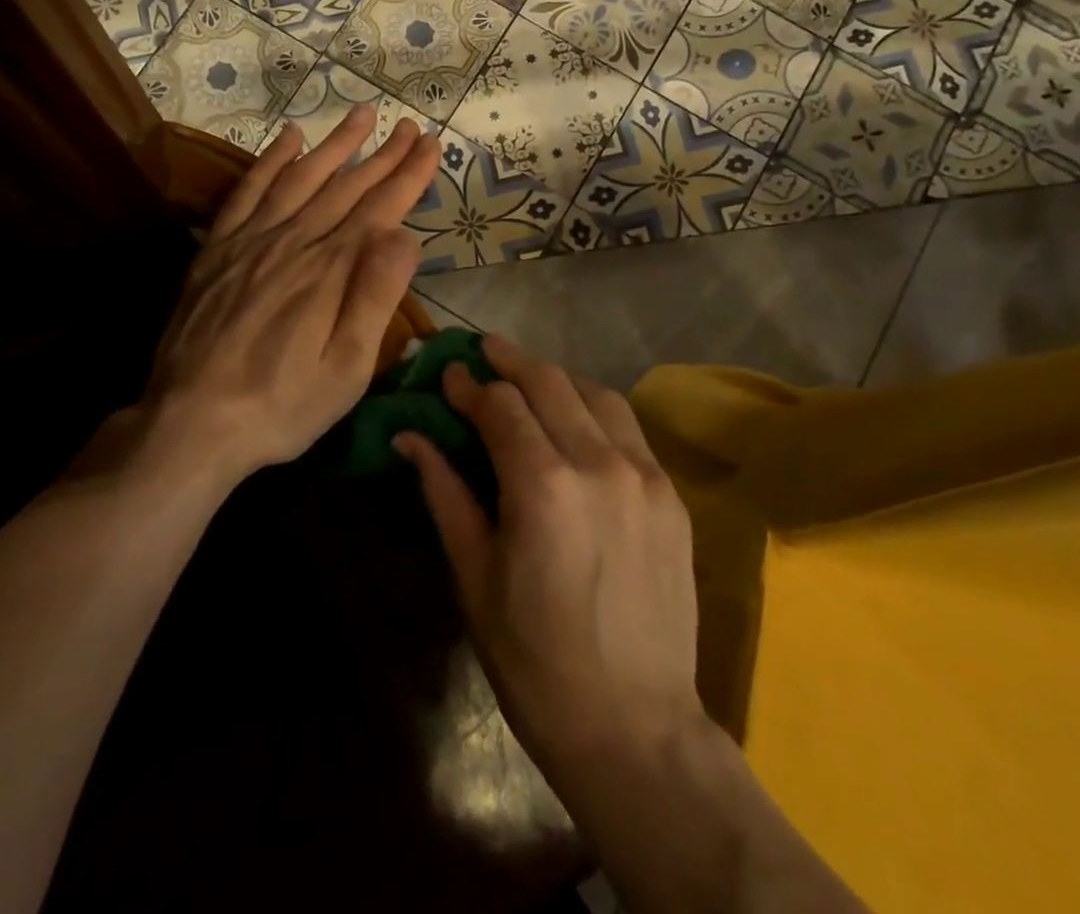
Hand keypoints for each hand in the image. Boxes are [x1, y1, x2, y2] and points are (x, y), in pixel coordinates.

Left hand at [136, 106, 440, 486]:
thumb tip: (405, 235)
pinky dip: (270, 161)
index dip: (409, 175)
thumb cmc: (282, 406)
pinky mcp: (218, 249)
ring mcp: (251, 241)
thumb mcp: (347, 369)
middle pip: (346, 187)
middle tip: (411, 125)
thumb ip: (375, 297)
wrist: (191, 423)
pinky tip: (289, 137)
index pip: (381, 209)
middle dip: (383, 154)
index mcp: (331, 271)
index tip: (432, 146)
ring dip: (335, 145)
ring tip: (362, 114)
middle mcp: (294, 242)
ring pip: (301, 178)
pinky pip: (247, 191)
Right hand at [396, 337, 704, 781]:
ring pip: (595, 394)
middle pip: (548, 382)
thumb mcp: (474, 575)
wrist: (635, 727)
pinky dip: (594, 408)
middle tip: (484, 352)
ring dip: (555, 378)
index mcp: (542, 485)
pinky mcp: (670, 495)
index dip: (469, 384)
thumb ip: (444, 492)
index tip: (449, 374)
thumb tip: (408, 437)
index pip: (500, 405)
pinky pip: (628, 428)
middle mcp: (598, 463)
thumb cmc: (534, 659)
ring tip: (528, 378)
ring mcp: (643, 475)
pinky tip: (576, 419)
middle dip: (510, 361)